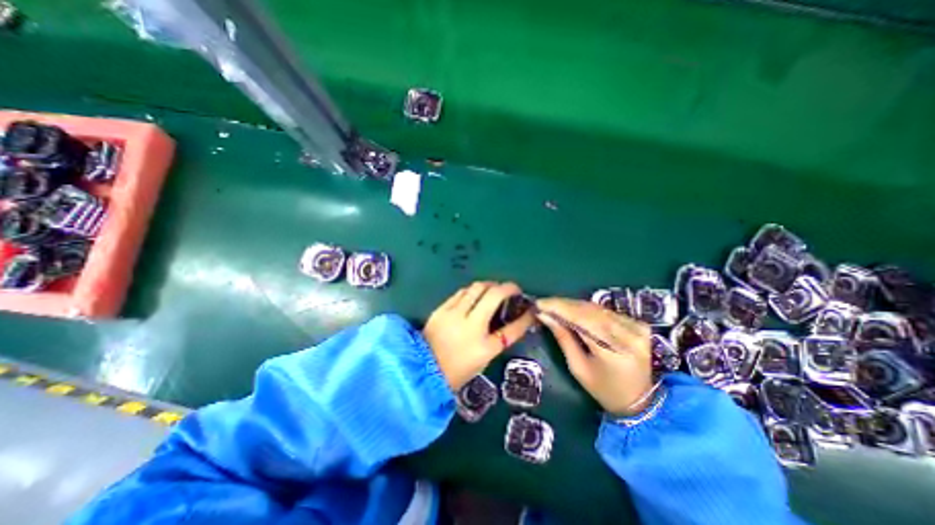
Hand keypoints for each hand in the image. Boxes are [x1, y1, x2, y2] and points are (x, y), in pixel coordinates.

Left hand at [426, 283, 536, 388]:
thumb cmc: (456, 370)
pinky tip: (474, 294)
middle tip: (511, 290)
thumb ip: (497, 340)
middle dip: (506, 288)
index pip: (512, 329)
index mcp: (483, 347)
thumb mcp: (483, 359)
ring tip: (493, 290)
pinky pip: (461, 292)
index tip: (531, 308)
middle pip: (493, 295)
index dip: (525, 317)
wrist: (422, 370)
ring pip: (476, 288)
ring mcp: (453, 314)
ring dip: (489, 286)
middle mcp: (469, 325)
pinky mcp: (441, 309)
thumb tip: (509, 322)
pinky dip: (472, 291)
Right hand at [538, 300, 652, 413]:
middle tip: (543, 303)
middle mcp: (629, 335)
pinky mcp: (638, 324)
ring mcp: (636, 328)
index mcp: (614, 352)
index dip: (559, 308)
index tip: (539, 303)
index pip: (582, 320)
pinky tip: (572, 309)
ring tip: (554, 305)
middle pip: (590, 311)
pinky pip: (605, 311)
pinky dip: (586, 309)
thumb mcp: (578, 368)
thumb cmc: (603, 389)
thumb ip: (563, 338)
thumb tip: (544, 315)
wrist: (639, 399)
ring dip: (573, 305)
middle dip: (563, 304)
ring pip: (597, 308)